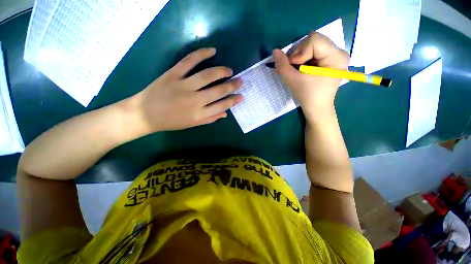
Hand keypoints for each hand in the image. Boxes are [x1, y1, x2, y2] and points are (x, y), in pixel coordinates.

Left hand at [125, 48, 242, 134]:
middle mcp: (195, 100)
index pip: (222, 106)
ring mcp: (183, 86)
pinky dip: (201, 54)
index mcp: (200, 114)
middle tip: (240, 81)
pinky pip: (189, 61)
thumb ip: (210, 118)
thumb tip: (225, 113)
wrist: (145, 114)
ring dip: (222, 71)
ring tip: (229, 70)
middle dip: (232, 86)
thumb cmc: (171, 121)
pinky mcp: (173, 74)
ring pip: (207, 75)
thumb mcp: (192, 124)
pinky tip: (212, 51)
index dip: (233, 101)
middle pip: (218, 91)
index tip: (241, 96)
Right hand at [272, 32, 348, 119]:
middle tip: (293, 68)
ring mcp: (335, 54)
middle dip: (298, 53)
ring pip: (312, 43)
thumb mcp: (292, 81)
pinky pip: (313, 49)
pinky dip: (303, 57)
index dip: (299, 52)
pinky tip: (302, 68)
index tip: (293, 67)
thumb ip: (282, 66)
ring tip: (297, 69)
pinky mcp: (329, 58)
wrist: (316, 108)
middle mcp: (339, 52)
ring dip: (299, 55)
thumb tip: (275, 51)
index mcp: (336, 57)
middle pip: (313, 39)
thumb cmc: (307, 96)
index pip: (314, 40)